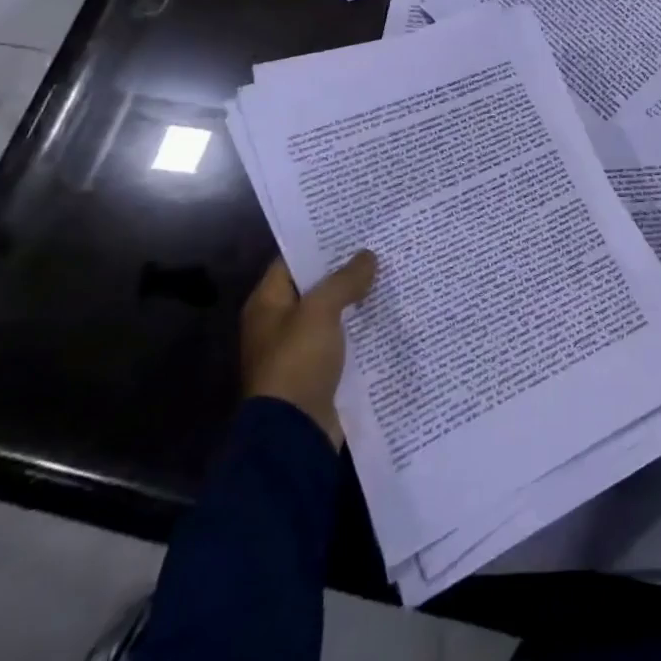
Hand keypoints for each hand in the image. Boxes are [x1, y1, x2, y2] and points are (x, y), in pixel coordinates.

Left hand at [240, 252, 376, 447]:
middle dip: (346, 270)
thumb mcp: (320, 312)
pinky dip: (362, 327)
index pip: (292, 260)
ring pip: (334, 313)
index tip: (354, 227)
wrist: (295, 433)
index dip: (321, 243)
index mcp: (267, 304)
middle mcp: (280, 323)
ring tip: (392, 274)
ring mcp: (300, 349)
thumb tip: (367, 256)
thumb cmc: (298, 363)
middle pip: (316, 286)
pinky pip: (344, 339)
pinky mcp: (321, 371)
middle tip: (381, 246)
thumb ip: (344, 280)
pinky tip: (390, 313)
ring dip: (358, 299)